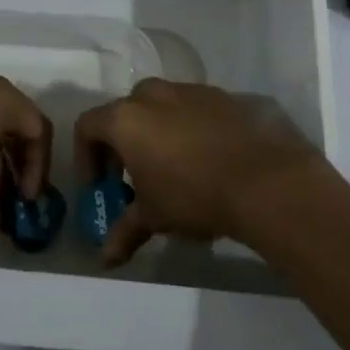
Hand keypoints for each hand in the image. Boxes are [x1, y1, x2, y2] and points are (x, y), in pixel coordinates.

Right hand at [72, 79, 325, 266]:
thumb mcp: (154, 216)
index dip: (86, 157)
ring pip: (160, 107)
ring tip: (172, 168)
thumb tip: (106, 259)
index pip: (88, 126)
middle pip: (124, 113)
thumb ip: (125, 231)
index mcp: (126, 118)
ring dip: (156, 133)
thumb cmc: (194, 195)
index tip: (100, 185)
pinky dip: (187, 128)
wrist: (263, 180)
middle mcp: (152, 94)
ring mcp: (188, 90)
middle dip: (122, 144)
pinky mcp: (220, 95)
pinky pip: (191, 108)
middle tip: (133, 178)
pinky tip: (205, 158)